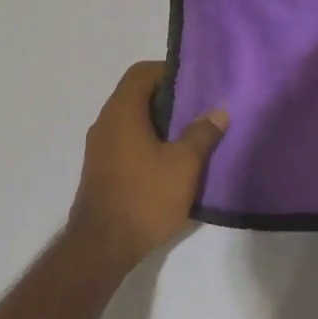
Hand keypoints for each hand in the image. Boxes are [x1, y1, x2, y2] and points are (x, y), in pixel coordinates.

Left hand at [68, 61, 227, 271]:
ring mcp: (99, 147)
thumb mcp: (184, 165)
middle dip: (168, 98)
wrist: (102, 247)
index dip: (168, 71)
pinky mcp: (100, 169)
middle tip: (199, 108)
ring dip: (158, 122)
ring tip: (189, 135)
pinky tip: (169, 162)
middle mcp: (105, 122)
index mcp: (122, 111)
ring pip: (131, 120)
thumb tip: (218, 110)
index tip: (195, 83)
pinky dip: (147, 141)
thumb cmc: (145, 197)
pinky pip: (125, 141)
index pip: (142, 72)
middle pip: (136, 94)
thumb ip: (202, 133)